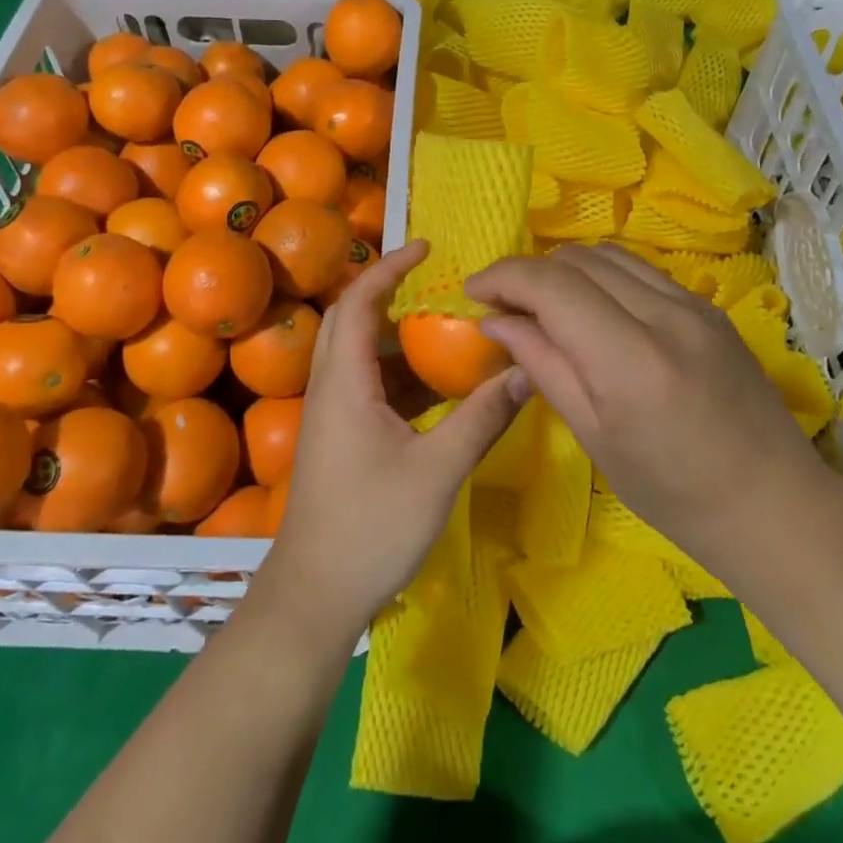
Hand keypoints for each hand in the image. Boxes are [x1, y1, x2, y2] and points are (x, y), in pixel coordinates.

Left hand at [257, 241, 528, 638]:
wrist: (314, 595)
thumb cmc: (372, 526)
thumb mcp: (438, 470)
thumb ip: (483, 418)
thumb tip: (528, 373)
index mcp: (345, 381)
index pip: (360, 302)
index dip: (389, 267)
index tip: (425, 246)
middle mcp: (331, 387)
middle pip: (350, 319)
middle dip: (387, 291)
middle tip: (433, 282)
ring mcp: (331, 415)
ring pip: (358, 354)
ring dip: (395, 335)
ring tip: (445, 328)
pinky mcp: (338, 439)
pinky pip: (365, 386)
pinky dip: (397, 373)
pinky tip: (436, 388)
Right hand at [466, 243, 829, 560]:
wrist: (772, 503)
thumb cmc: (673, 491)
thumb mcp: (595, 436)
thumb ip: (543, 366)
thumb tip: (495, 322)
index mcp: (631, 360)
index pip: (552, 286)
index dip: (504, 277)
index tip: (474, 292)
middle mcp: (665, 315)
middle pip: (576, 260)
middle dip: (528, 272)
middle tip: (503, 305)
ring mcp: (693, 304)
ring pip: (607, 256)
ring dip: (563, 270)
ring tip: (542, 304)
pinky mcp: (708, 306)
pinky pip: (639, 270)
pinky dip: (600, 276)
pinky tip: (591, 308)